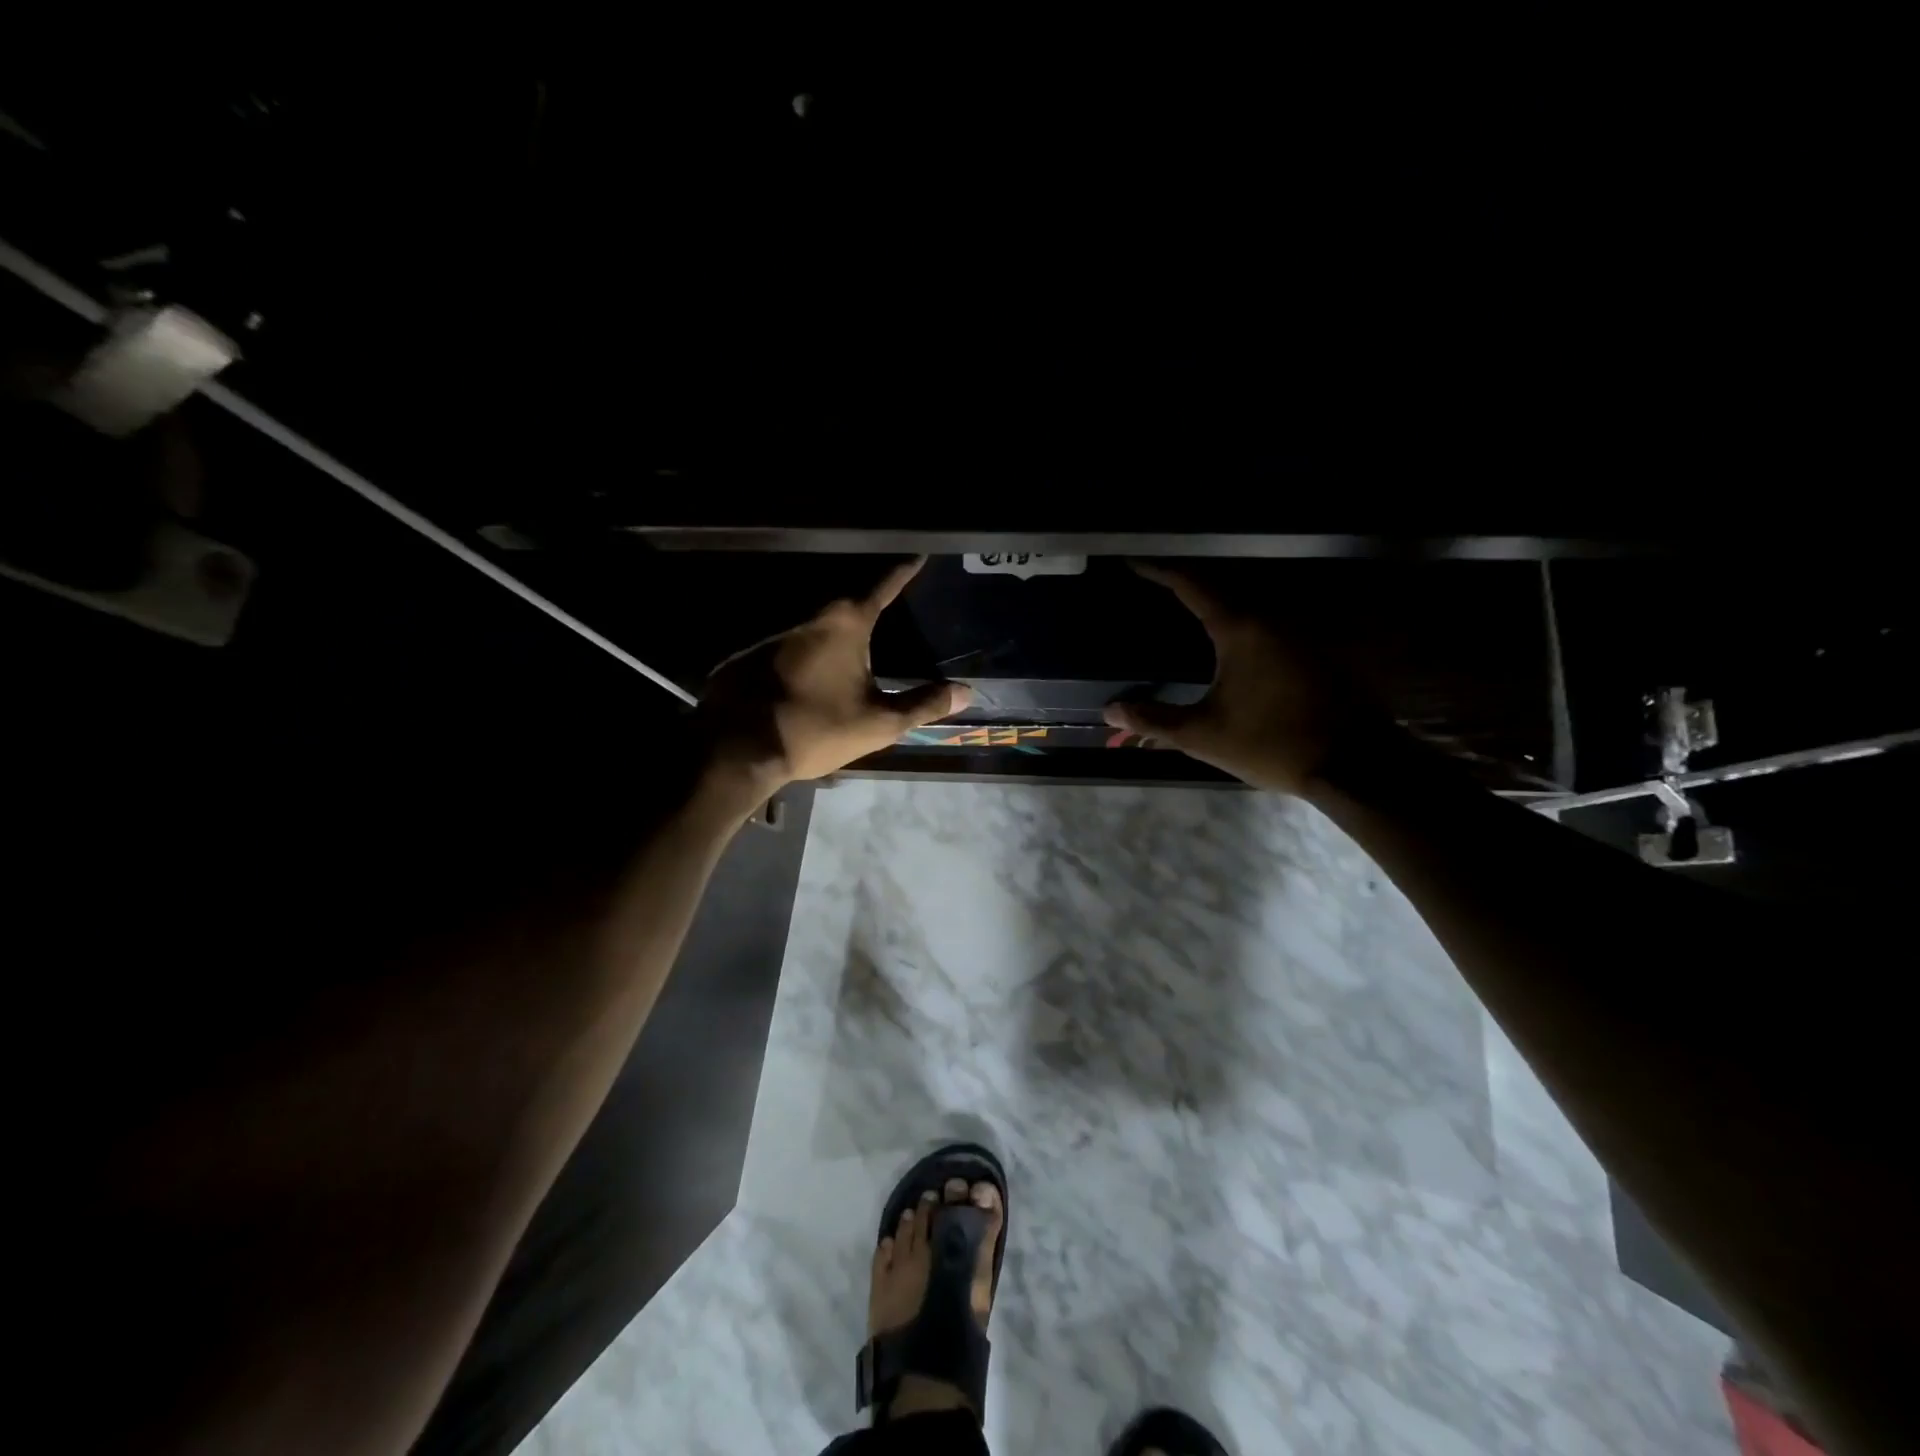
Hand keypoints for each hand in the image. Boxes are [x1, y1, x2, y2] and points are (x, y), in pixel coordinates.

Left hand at [697, 558, 969, 801]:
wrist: (737, 748)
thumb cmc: (816, 728)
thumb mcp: (879, 722)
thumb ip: (924, 704)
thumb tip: (966, 691)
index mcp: (846, 626)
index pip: (883, 587)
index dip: (903, 572)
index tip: (917, 555)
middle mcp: (810, 621)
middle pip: (847, 607)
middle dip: (869, 610)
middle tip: (890, 614)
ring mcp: (774, 637)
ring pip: (816, 632)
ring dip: (835, 642)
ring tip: (853, 661)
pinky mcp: (750, 658)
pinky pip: (790, 652)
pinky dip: (807, 662)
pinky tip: (811, 685)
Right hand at [1102, 561, 1389, 793]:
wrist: (1352, 764)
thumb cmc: (1271, 744)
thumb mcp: (1203, 735)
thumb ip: (1154, 719)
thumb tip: (1110, 708)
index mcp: (1240, 629)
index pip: (1192, 586)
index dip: (1161, 571)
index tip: (1135, 562)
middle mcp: (1271, 619)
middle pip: (1221, 589)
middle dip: (1186, 585)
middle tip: (1156, 586)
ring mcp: (1298, 633)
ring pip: (1247, 606)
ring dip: (1216, 604)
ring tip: (1185, 610)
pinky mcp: (1312, 651)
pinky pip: (1266, 625)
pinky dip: (1239, 625)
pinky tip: (1227, 644)